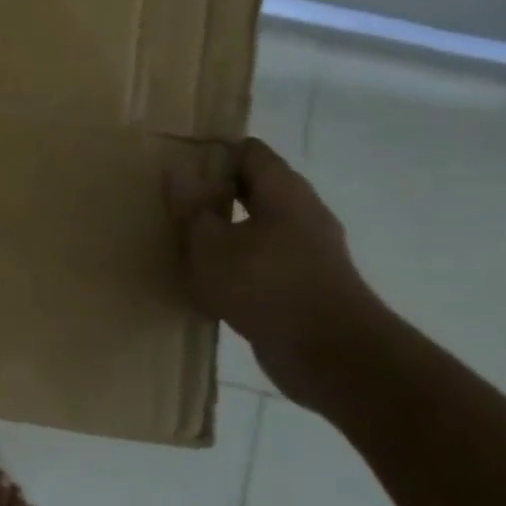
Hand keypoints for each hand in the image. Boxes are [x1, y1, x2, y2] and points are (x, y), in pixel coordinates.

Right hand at [166, 137, 389, 397]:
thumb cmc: (266, 286)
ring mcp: (308, 251)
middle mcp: (302, 213)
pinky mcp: (305, 285)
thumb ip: (191, 208)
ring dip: (225, 230)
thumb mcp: (210, 245)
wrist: (331, 355)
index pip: (249, 151)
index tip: (178, 162)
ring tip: (183, 238)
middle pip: (255, 188)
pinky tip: (209, 278)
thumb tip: (176, 171)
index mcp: (283, 192)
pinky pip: (264, 260)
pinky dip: (238, 262)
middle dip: (215, 191)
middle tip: (173, 199)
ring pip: (258, 226)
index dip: (214, 151)